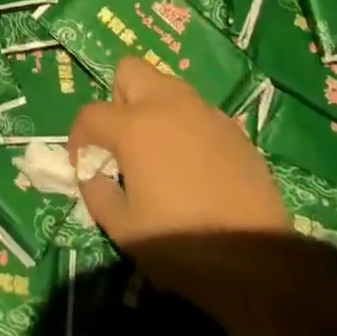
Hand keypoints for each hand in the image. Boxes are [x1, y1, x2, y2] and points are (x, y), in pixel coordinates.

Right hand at [69, 56, 288, 314]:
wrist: (258, 264)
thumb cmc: (181, 245)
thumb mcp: (123, 228)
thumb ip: (97, 192)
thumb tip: (93, 174)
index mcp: (135, 126)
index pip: (91, 114)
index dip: (79, 139)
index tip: (84, 165)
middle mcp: (169, 105)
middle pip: (131, 71)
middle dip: (118, 99)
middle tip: (123, 141)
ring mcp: (206, 113)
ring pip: (168, 87)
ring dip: (154, 108)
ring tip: (159, 151)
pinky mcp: (234, 130)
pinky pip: (198, 112)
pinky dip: (186, 127)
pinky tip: (194, 166)